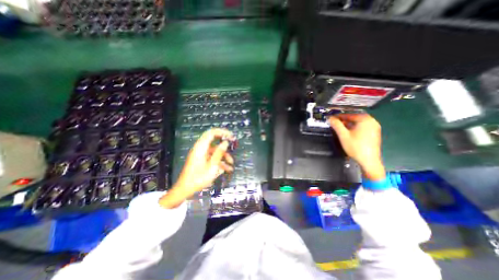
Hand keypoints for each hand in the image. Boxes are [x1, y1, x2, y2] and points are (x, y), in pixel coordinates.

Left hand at [161, 129, 235, 206]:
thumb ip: (219, 153)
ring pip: (215, 150)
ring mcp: (201, 154)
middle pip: (214, 140)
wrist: (185, 189)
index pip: (211, 133)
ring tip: (231, 164)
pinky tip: (226, 169)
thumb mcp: (212, 166)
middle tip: (233, 142)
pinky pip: (212, 157)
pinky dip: (219, 161)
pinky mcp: (202, 160)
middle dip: (224, 141)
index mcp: (201, 147)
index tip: (231, 136)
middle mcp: (200, 148)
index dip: (222, 132)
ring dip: (223, 155)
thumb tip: (225, 142)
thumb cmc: (198, 178)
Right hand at [331, 114, 386, 181]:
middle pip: (354, 118)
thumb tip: (330, 118)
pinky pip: (361, 127)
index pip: (348, 115)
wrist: (368, 161)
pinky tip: (348, 132)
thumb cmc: (356, 147)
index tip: (330, 118)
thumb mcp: (343, 135)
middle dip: (343, 120)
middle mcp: (372, 121)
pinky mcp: (374, 133)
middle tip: (334, 123)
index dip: (338, 116)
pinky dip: (354, 128)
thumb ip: (336, 125)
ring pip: (357, 123)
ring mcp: (374, 127)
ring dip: (348, 124)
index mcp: (365, 120)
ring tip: (339, 128)